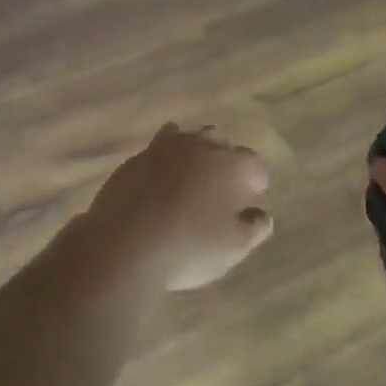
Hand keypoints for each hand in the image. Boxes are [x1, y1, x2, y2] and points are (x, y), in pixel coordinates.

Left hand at [80, 124, 273, 290]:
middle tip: (223, 182)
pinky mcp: (134, 160)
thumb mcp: (233, 248)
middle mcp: (200, 148)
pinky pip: (156, 150)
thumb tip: (262, 216)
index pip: (254, 164)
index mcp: (231, 166)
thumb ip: (254, 228)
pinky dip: (164, 161)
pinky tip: (160, 179)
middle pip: (220, 141)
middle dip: (226, 157)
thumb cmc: (188, 248)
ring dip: (194, 151)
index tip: (254, 195)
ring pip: (187, 137)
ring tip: (192, 174)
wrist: (123, 245)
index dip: (257, 180)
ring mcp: (163, 150)